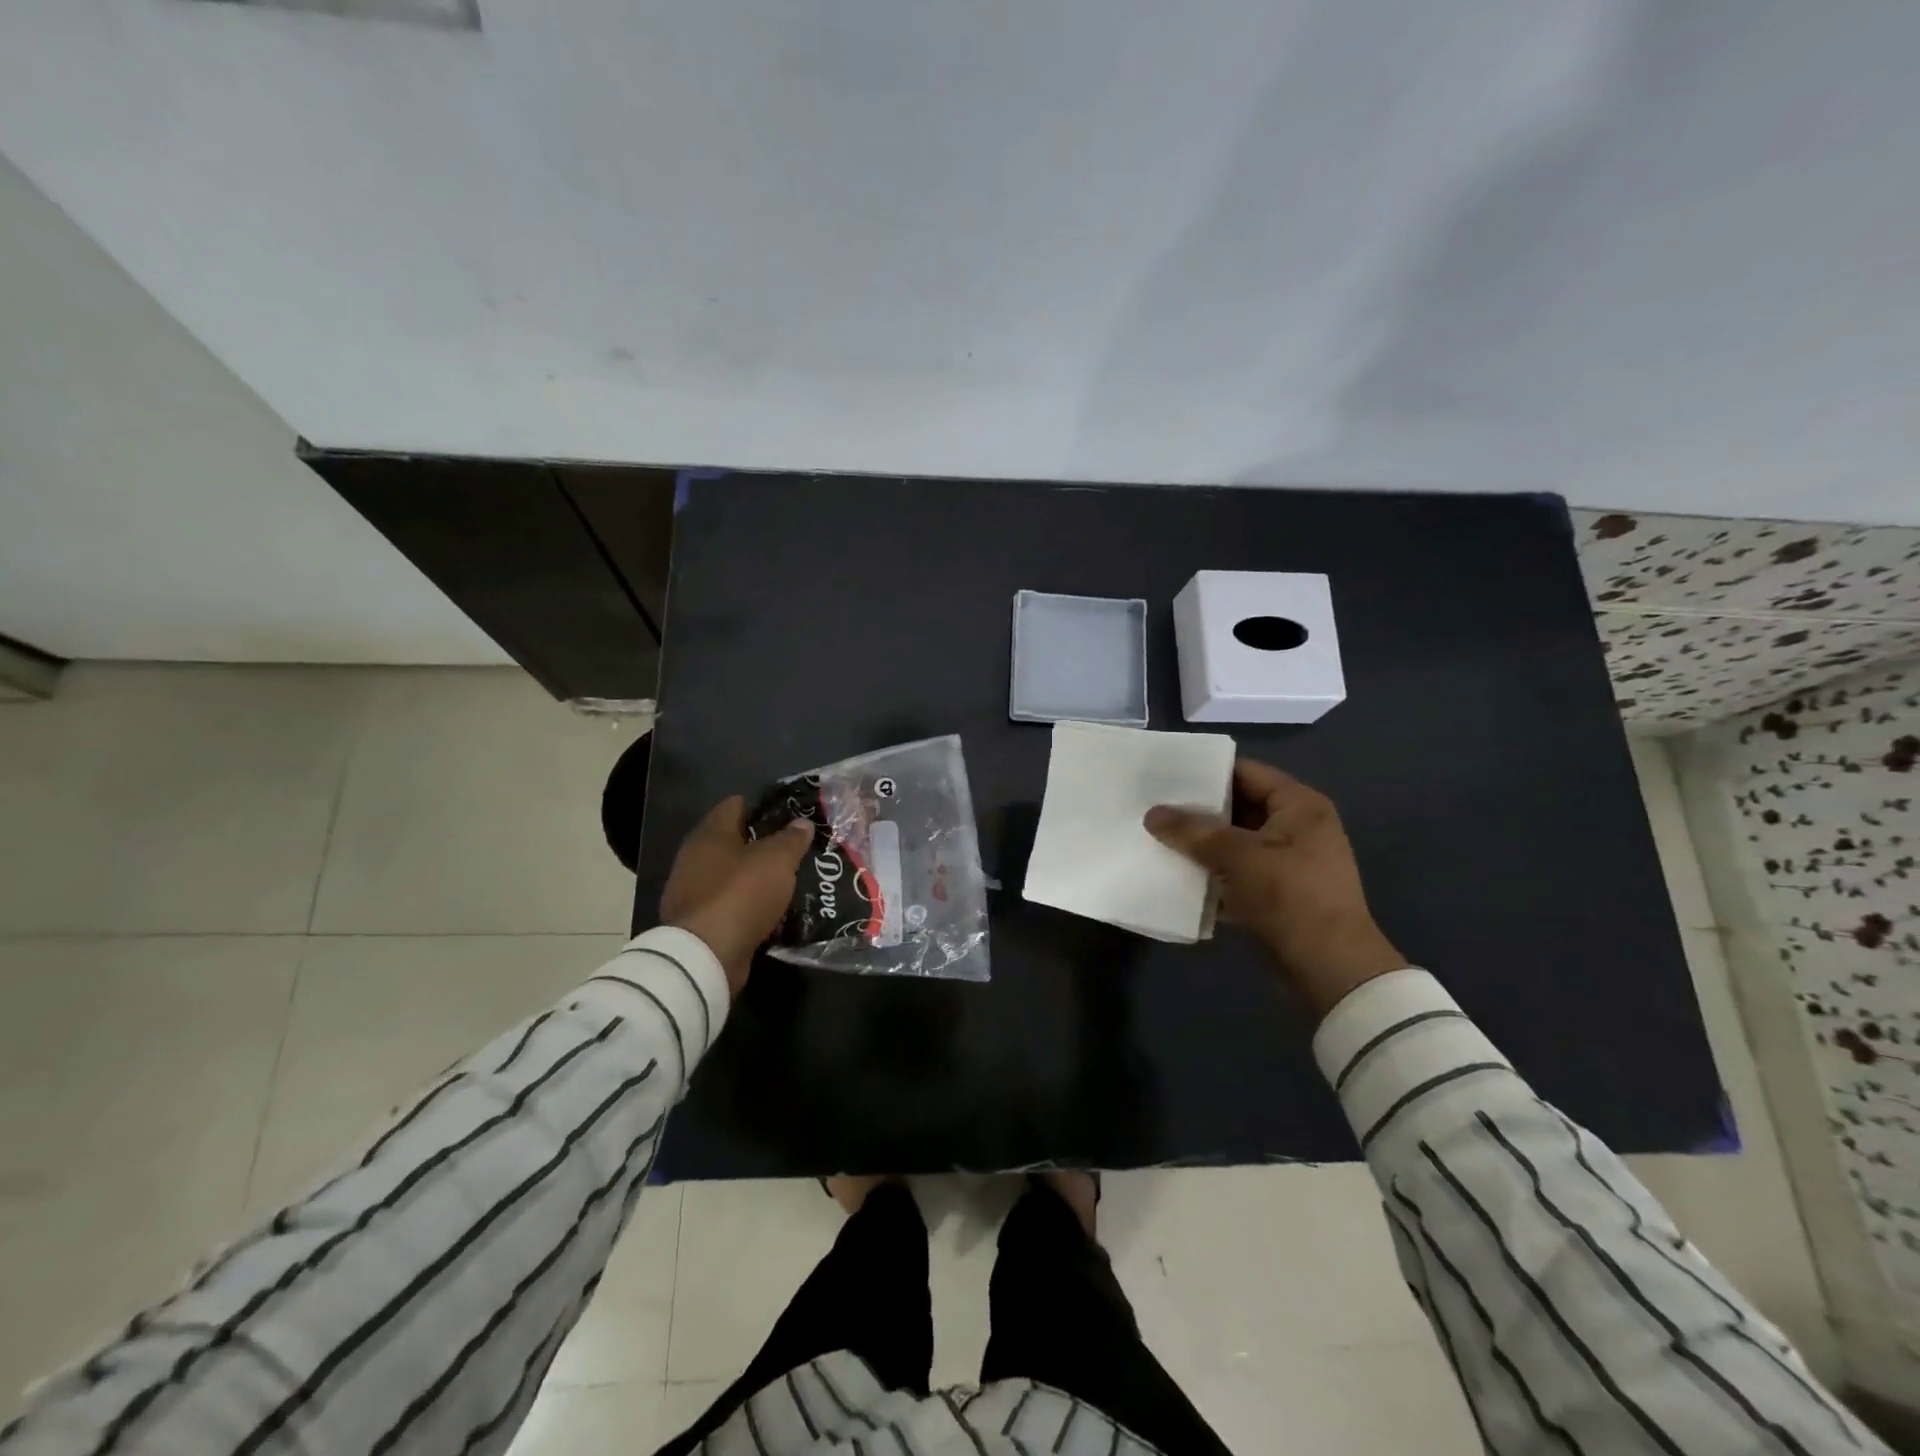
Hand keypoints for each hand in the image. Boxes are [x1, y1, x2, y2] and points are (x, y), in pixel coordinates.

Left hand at [661, 797, 813, 996]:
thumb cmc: (741, 894)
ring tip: (791, 879)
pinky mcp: (699, 921)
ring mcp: (693, 891)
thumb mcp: (777, 860)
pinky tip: (773, 909)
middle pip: (734, 840)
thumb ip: (791, 839)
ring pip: (733, 874)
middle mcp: (695, 857)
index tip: (792, 813)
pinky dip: (749, 904)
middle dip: (764, 843)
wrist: (706, 956)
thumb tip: (802, 823)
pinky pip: (730, 903)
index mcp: (710, 834)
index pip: (736, 805)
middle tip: (797, 847)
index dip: (764, 806)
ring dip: (757, 877)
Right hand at [1144, 760, 1406, 1014]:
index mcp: (1298, 805)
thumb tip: (1152, 814)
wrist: (1330, 969)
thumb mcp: (1237, 856)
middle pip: (1238, 806)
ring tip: (1157, 837)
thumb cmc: (1290, 897)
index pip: (1245, 772)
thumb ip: (1193, 831)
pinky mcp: (1277, 893)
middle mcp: (1297, 827)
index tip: (1165, 774)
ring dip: (1201, 843)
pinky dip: (1211, 872)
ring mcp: (1288, 862)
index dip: (1206, 771)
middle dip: (1197, 810)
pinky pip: (1237, 871)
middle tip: (1153, 806)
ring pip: (1235, 842)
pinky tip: (1176, 873)